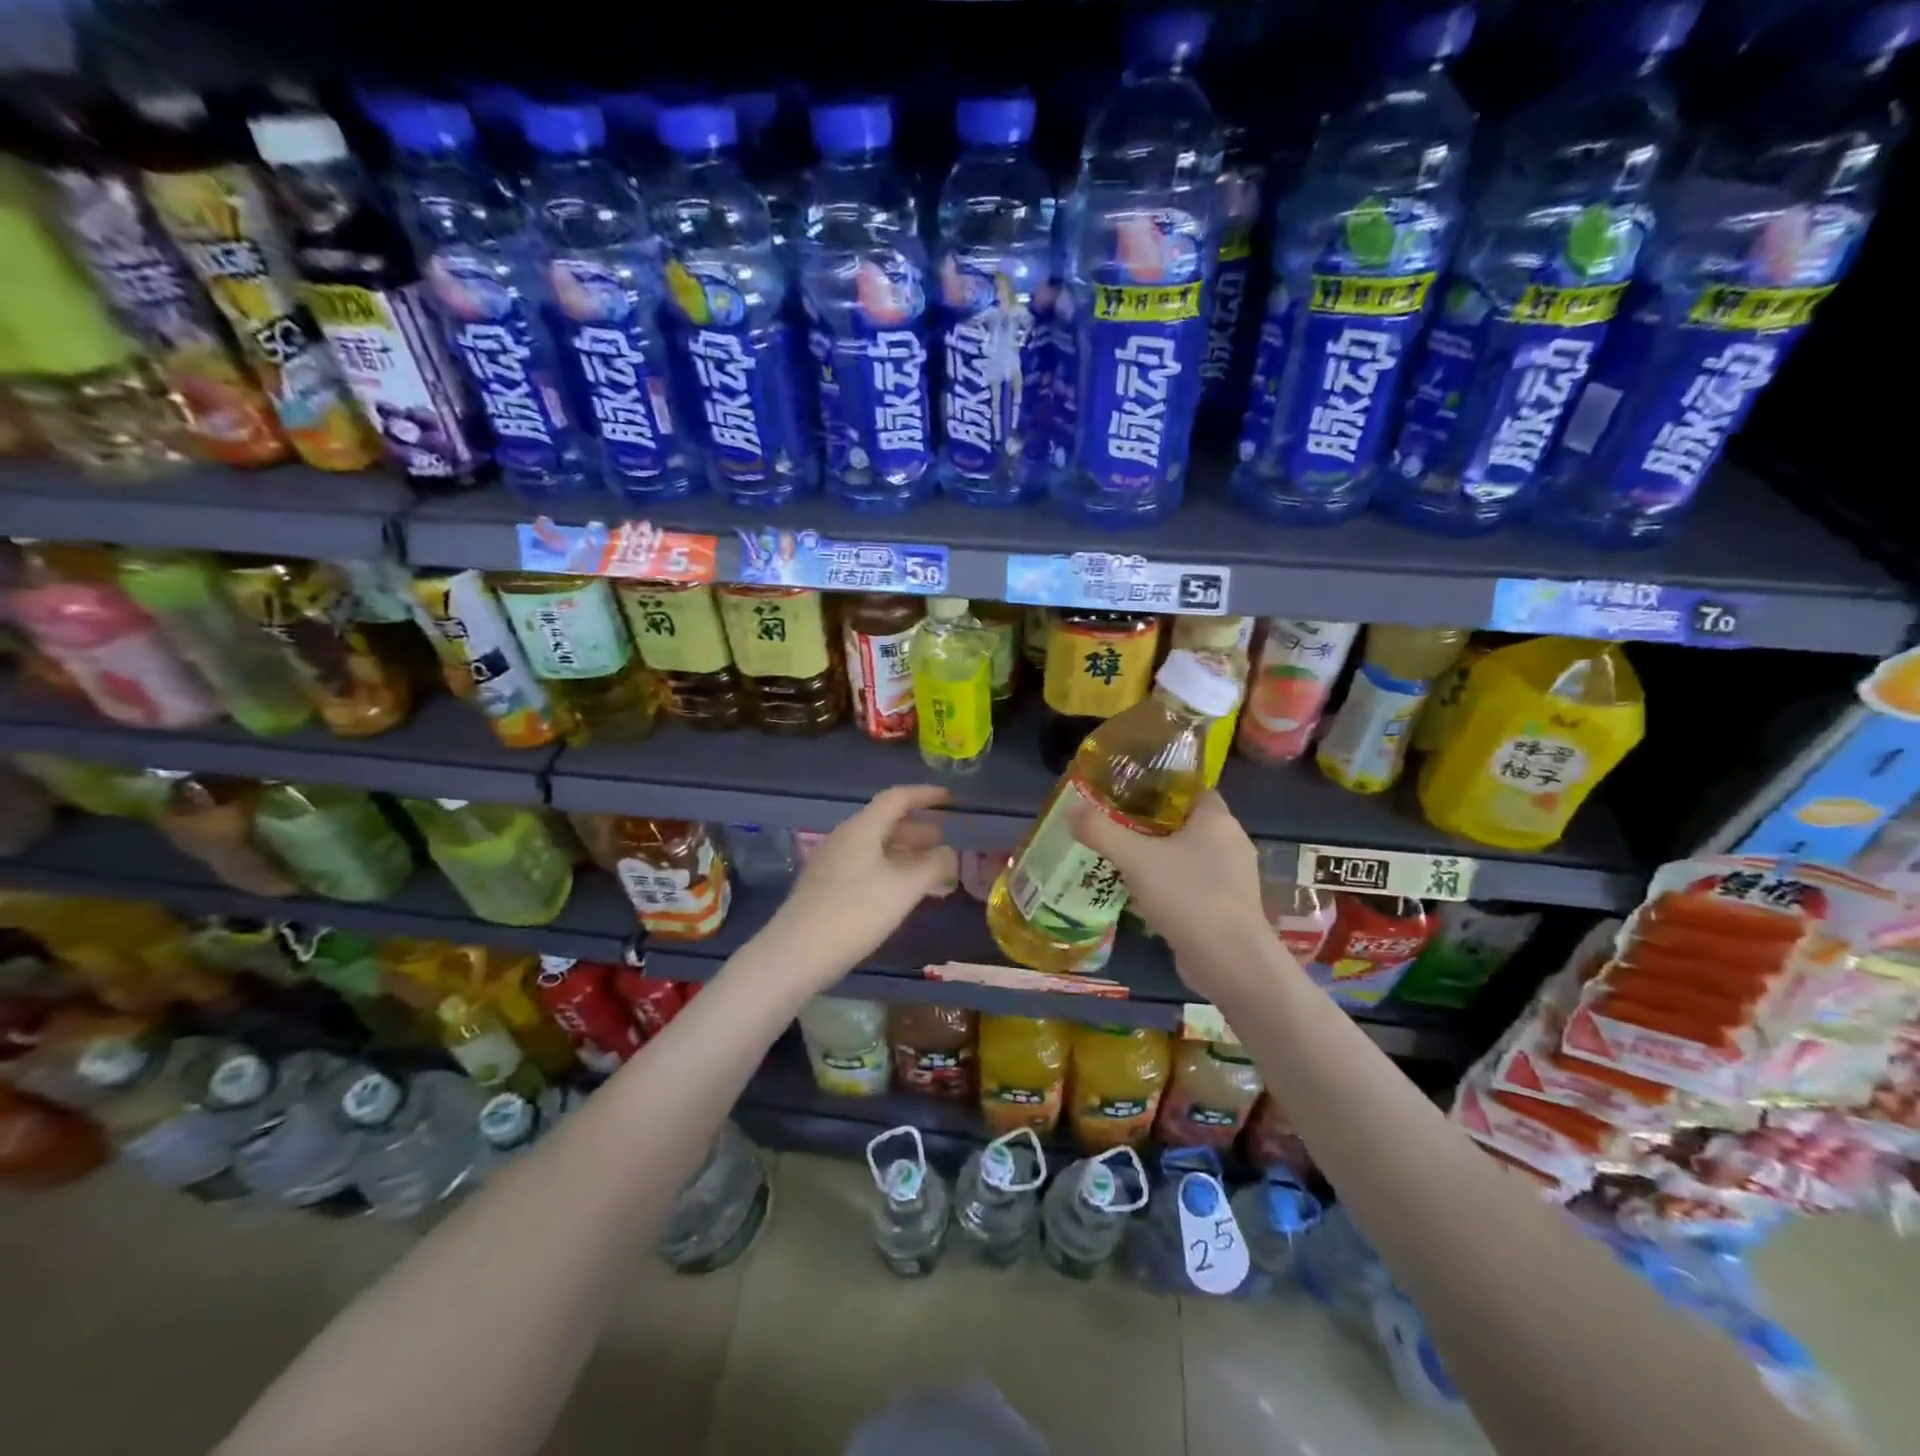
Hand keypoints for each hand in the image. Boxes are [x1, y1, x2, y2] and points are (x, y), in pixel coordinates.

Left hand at [762, 785, 957, 991]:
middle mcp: (844, 838)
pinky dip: (890, 871)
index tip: (950, 799)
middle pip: (885, 822)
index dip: (925, 795)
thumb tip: (949, 853)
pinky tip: (902, 894)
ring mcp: (831, 864)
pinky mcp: (826, 888)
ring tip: (930, 870)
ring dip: (905, 853)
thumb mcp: (904, 888)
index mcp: (862, 828)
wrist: (797, 953)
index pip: (897, 798)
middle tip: (944, 840)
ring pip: (876, 847)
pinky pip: (866, 867)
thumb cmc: (856, 912)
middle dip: (917, 829)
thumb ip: (933, 866)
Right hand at [1064, 790, 1277, 998]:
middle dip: (1151, 824)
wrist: (1230, 962)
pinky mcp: (1227, 907)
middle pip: (1184, 822)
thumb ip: (1101, 831)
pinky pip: (1192, 884)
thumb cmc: (1188, 895)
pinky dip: (1168, 885)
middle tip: (1114, 825)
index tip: (1126, 791)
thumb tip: (1071, 808)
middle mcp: (1231, 842)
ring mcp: (1232, 878)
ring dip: (1158, 857)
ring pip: (1187, 855)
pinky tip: (1141, 895)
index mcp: (1217, 819)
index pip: (1189, 788)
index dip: (1158, 786)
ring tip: (1121, 859)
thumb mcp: (1135, 858)